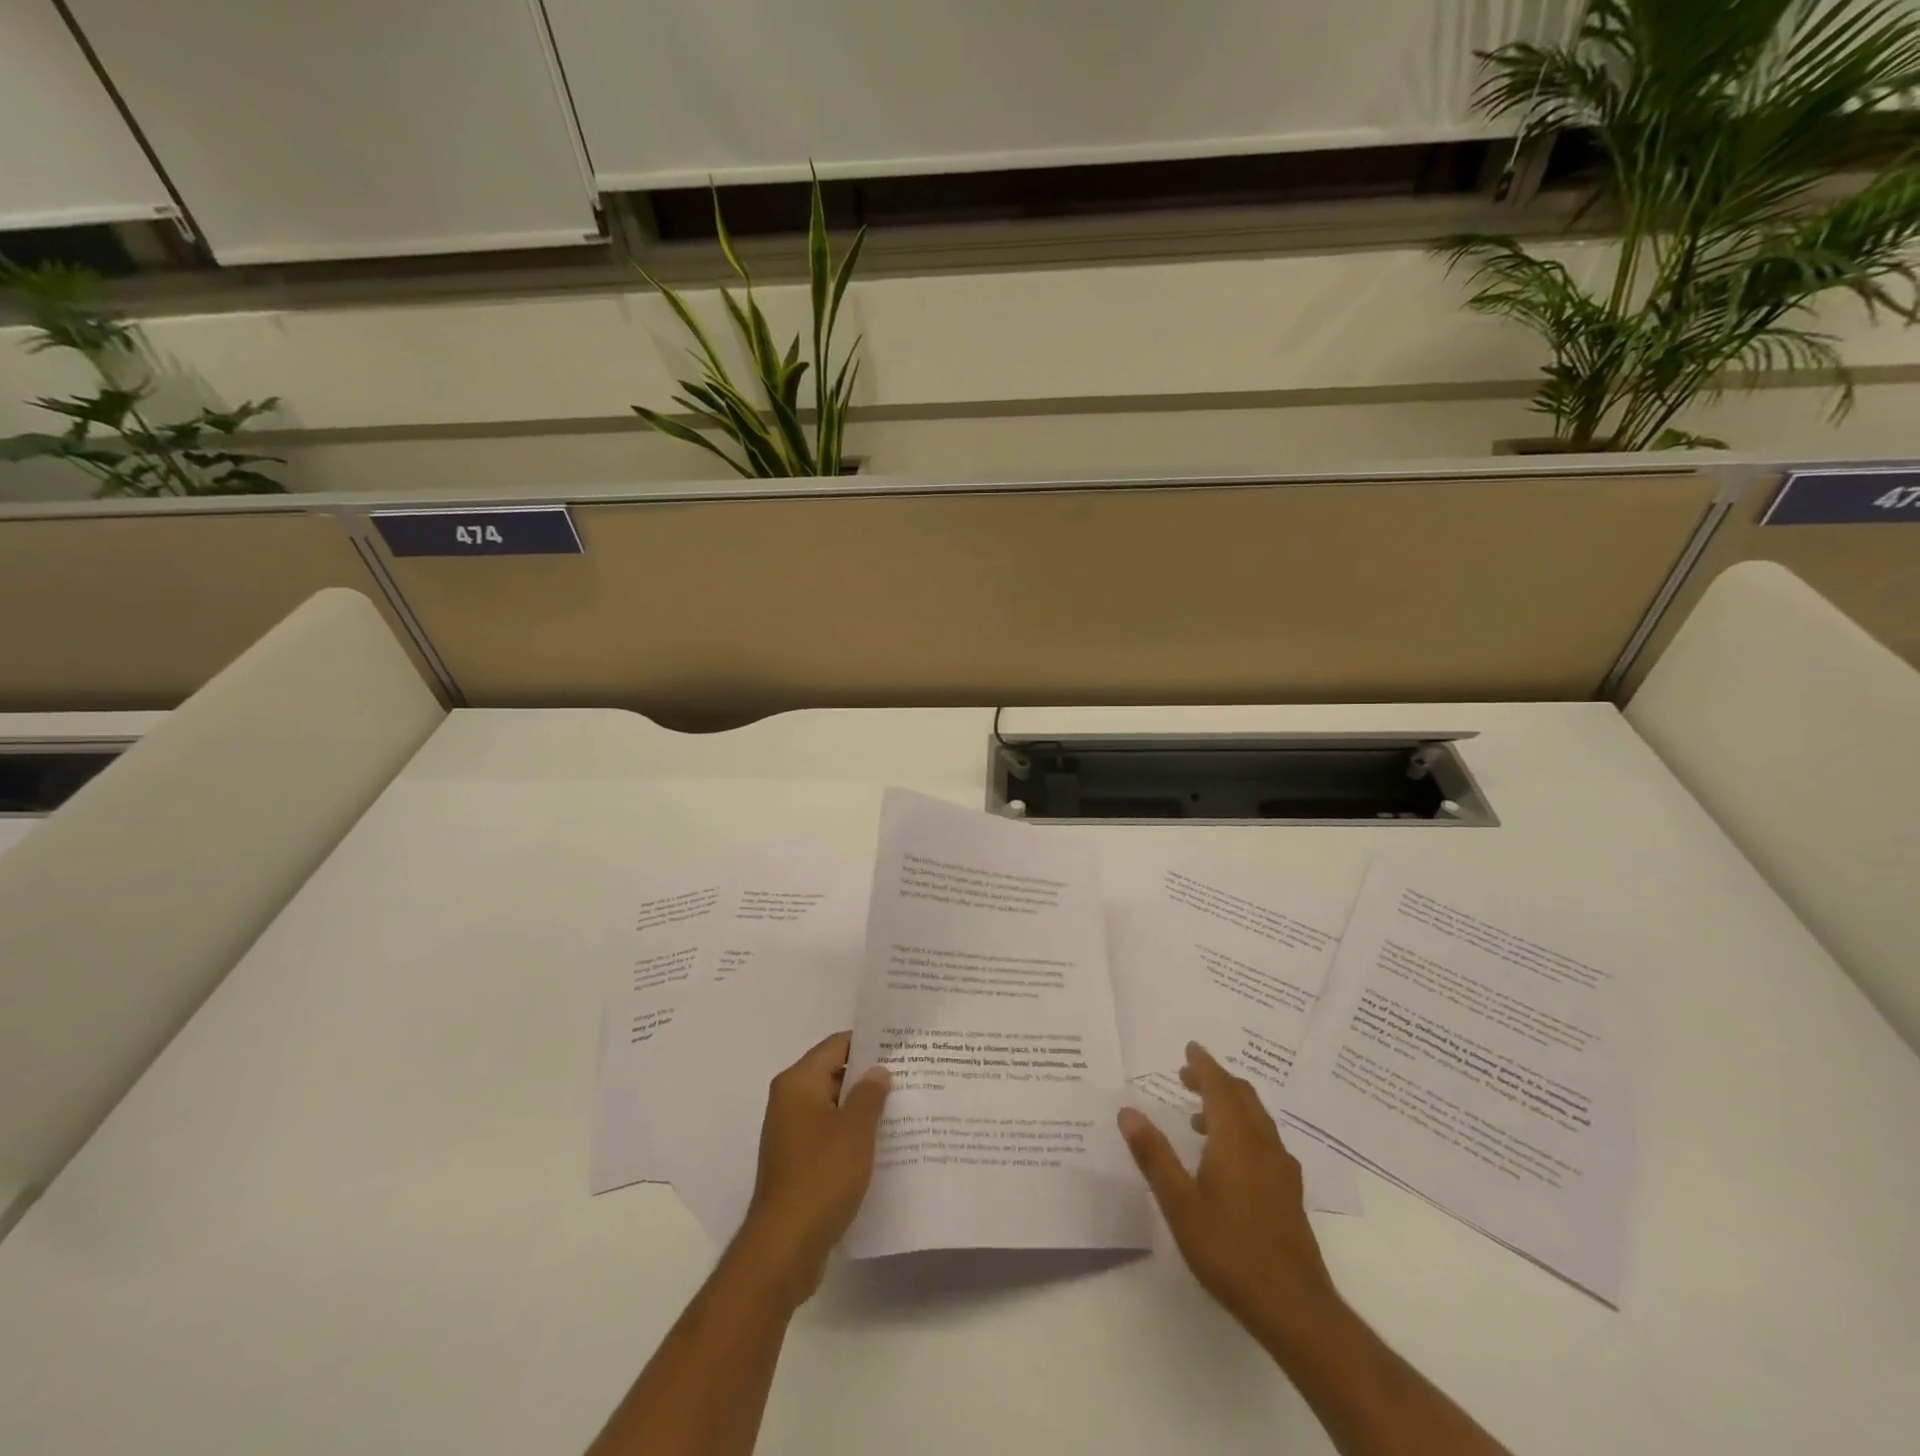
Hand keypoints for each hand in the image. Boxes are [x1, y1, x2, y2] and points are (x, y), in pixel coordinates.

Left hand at [734, 1031, 890, 1306]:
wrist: (785, 1248)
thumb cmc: (821, 1177)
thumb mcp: (855, 1130)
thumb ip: (870, 1094)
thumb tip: (878, 1071)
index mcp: (797, 1083)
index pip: (836, 1045)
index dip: (869, 1042)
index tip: (901, 1046)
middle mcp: (789, 1102)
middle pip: (834, 1074)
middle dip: (869, 1076)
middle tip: (910, 1075)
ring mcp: (792, 1135)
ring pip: (834, 1108)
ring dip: (863, 1109)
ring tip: (904, 1107)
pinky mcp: (798, 1164)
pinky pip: (830, 1136)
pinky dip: (853, 1136)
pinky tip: (883, 1145)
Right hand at [1119, 1042, 1339, 1356]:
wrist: (1293, 1306)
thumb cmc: (1229, 1250)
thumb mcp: (1179, 1203)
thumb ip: (1154, 1155)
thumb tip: (1128, 1111)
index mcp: (1235, 1139)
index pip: (1220, 1087)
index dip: (1204, 1065)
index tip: (1190, 1048)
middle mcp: (1262, 1144)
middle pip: (1242, 1097)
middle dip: (1216, 1080)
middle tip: (1188, 1076)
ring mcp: (1281, 1169)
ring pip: (1256, 1118)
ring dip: (1230, 1105)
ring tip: (1199, 1117)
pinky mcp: (1289, 1192)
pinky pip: (1265, 1140)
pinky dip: (1244, 1129)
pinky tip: (1230, 1156)